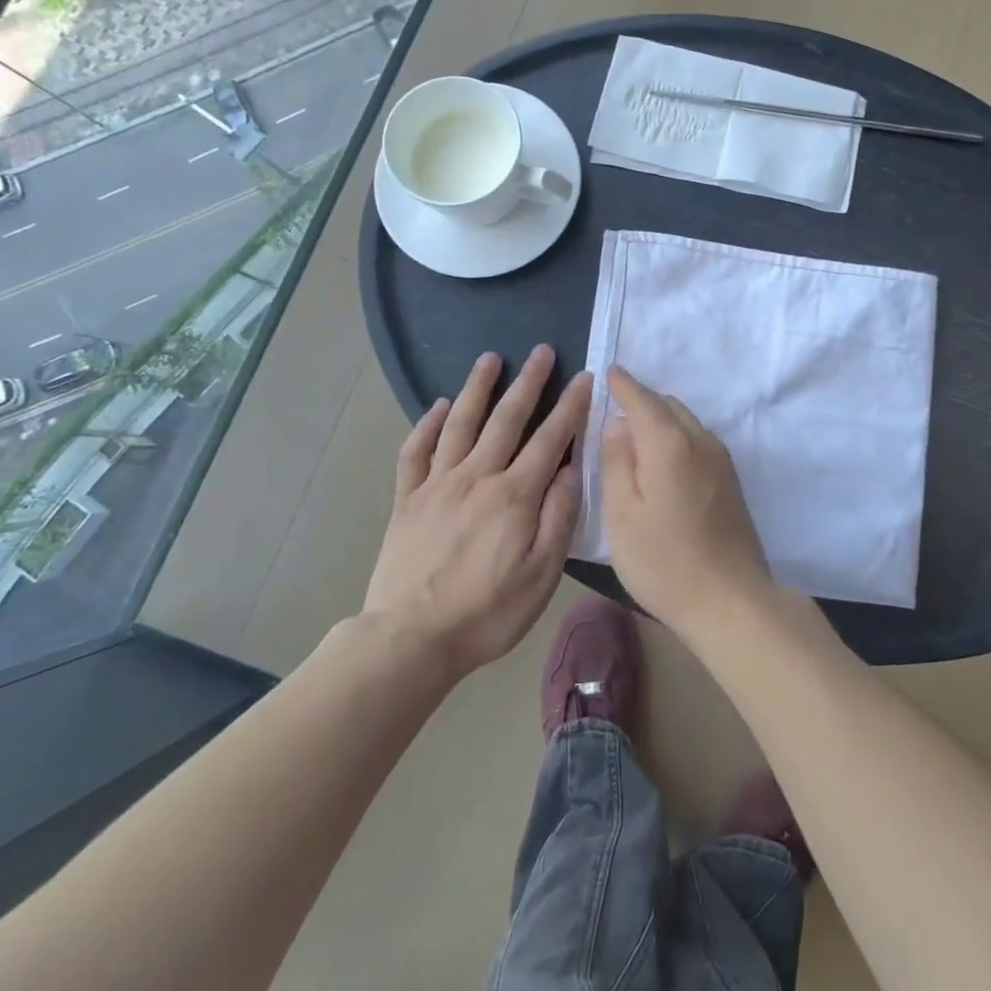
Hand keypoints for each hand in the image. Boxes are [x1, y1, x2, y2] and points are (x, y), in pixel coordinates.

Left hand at [362, 346, 589, 679]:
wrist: (409, 639)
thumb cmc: (486, 613)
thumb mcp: (541, 575)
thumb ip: (559, 518)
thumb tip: (571, 470)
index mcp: (514, 495)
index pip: (550, 438)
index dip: (570, 406)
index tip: (583, 377)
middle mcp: (477, 477)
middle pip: (506, 418)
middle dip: (527, 382)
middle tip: (541, 350)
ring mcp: (438, 484)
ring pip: (460, 423)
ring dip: (476, 388)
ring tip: (489, 358)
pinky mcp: (408, 498)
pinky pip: (416, 451)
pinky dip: (426, 424)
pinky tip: (436, 406)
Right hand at [598, 365, 775, 640]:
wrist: (731, 601)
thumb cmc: (665, 562)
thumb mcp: (621, 515)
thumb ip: (615, 463)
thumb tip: (617, 426)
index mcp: (669, 443)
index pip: (642, 399)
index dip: (623, 385)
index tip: (609, 371)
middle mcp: (699, 440)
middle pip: (667, 405)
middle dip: (641, 399)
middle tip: (614, 406)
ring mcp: (720, 459)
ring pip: (685, 421)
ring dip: (660, 417)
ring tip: (633, 432)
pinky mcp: (730, 479)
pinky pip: (697, 439)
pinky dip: (675, 435)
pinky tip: (661, 458)